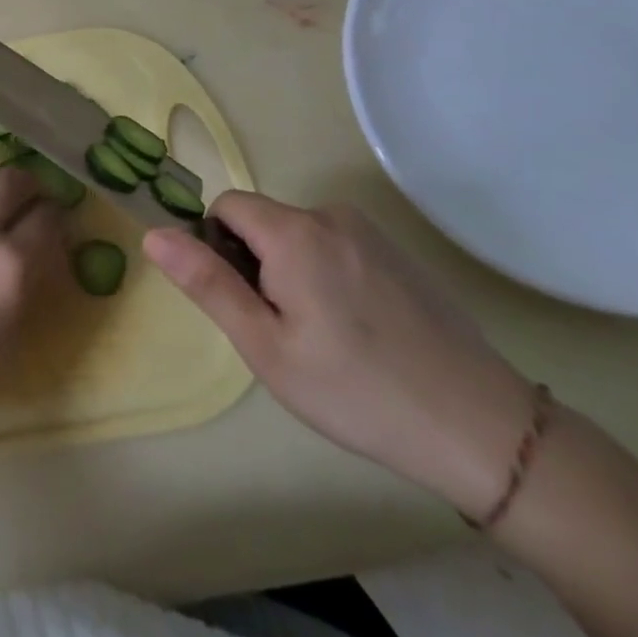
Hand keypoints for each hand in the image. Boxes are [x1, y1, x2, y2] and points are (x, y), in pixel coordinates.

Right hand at [143, 192, 535, 517]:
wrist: (483, 429)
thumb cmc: (356, 390)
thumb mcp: (265, 346)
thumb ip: (207, 283)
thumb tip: (154, 233)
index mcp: (294, 232)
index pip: (226, 206)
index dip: (217, 247)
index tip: (240, 301)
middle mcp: (331, 216)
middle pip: (264, 221)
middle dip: (256, 264)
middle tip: (282, 331)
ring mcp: (372, 234)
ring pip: (300, 237)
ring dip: (292, 272)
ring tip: (323, 338)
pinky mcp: (400, 255)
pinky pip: (337, 248)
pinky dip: (329, 277)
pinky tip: (359, 333)